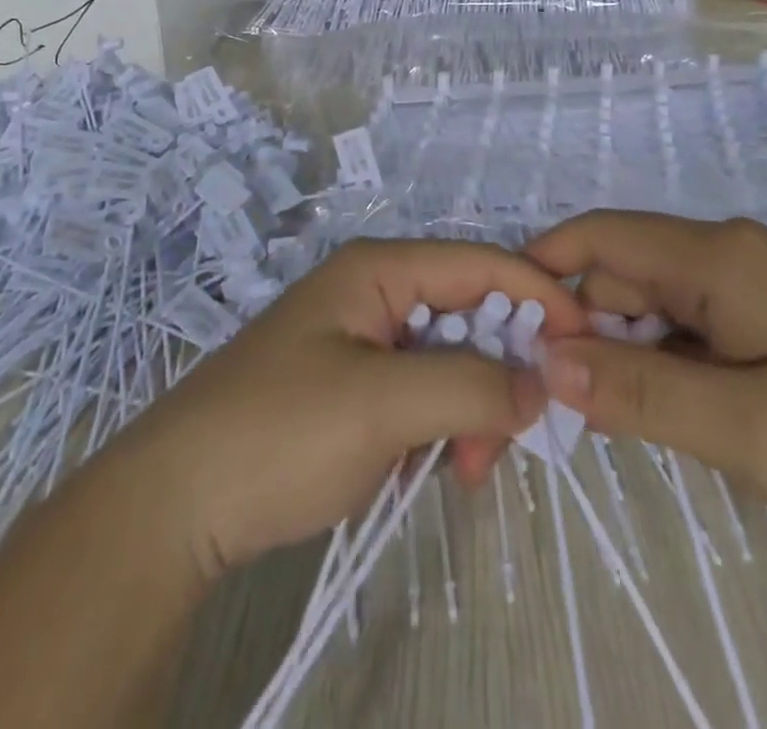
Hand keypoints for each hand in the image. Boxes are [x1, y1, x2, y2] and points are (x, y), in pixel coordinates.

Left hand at [111, 239, 587, 583]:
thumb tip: (541, 384)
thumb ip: (469, 385)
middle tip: (511, 438)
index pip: (480, 263)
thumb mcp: (381, 404)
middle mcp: (375, 291)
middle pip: (470, 311)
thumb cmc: (279, 433)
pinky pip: (424, 389)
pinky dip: (443, 423)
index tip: (589, 344)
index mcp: (379, 269)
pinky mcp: (355, 383)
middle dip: (502, 368)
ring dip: (473, 405)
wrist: (177, 502)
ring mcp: (363, 338)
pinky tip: (435, 464)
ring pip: (451, 357)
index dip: (539, 295)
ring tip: (465, 467)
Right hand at [527, 211, 766, 575]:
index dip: (544, 276)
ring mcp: (756, 292)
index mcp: (719, 257)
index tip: (508, 339)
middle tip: (560, 411)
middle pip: (622, 275)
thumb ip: (639, 391)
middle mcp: (730, 257)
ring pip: (655, 309)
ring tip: (612, 425)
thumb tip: (544, 362)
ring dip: (623, 357)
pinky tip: (671, 418)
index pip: (598, 238)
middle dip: (582, 330)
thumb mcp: (751, 429)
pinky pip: (693, 334)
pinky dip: (665, 370)